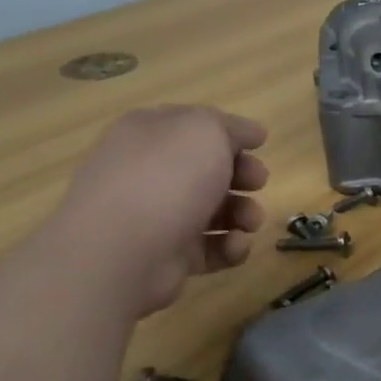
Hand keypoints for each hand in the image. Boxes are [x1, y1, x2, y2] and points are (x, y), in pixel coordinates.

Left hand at [45, 105, 268, 317]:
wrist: (122, 251)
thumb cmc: (166, 178)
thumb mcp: (205, 130)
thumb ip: (230, 126)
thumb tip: (249, 133)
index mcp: (148, 134)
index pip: (192, 125)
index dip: (228, 133)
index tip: (259, 144)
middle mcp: (148, 172)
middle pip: (208, 169)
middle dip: (242, 175)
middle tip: (257, 182)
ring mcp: (156, 216)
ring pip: (214, 210)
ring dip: (244, 213)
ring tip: (249, 222)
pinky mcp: (167, 255)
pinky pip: (209, 247)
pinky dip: (229, 247)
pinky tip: (234, 245)